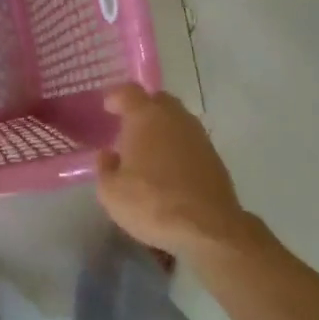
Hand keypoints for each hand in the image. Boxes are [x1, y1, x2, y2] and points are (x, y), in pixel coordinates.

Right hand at [96, 84, 272, 264]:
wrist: (207, 228)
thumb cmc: (151, 203)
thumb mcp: (111, 192)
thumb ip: (105, 168)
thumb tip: (109, 155)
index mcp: (145, 117)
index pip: (129, 92)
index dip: (116, 97)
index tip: (107, 108)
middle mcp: (174, 117)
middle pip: (157, 100)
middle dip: (142, 108)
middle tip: (128, 127)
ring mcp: (198, 135)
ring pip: (176, 120)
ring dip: (162, 128)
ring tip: (148, 150)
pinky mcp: (214, 156)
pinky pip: (189, 140)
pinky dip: (177, 146)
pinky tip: (169, 168)